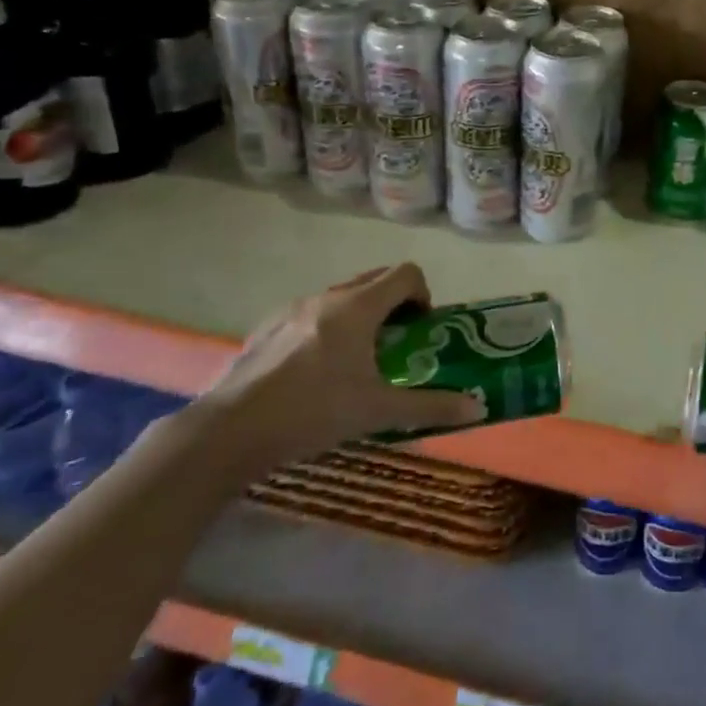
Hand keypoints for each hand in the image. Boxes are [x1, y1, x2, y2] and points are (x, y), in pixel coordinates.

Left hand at [197, 264, 484, 472]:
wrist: (227, 432)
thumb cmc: (311, 413)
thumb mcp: (378, 412)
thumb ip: (431, 406)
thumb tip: (478, 409)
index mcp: (358, 307)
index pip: (405, 273)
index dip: (422, 295)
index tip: (420, 329)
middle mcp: (327, 296)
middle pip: (375, 279)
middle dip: (395, 303)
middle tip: (397, 343)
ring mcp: (291, 309)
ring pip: (341, 296)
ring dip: (361, 315)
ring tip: (356, 361)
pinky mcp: (266, 327)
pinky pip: (311, 313)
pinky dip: (327, 328)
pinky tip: (314, 372)